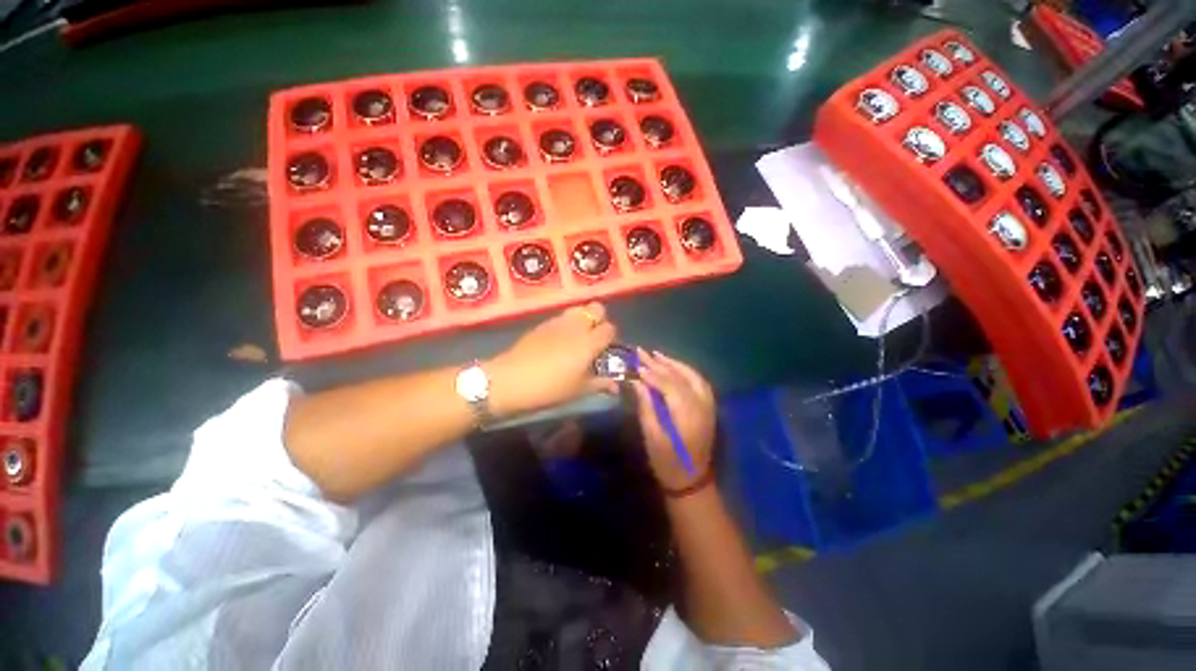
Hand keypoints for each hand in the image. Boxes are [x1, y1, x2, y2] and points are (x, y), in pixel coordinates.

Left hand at [489, 302, 617, 416]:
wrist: (510, 380)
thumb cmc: (549, 389)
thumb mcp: (578, 390)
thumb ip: (600, 384)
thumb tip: (615, 384)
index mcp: (589, 342)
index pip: (610, 329)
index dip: (611, 338)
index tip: (606, 350)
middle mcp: (576, 326)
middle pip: (596, 308)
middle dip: (600, 319)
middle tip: (594, 338)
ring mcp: (558, 322)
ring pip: (578, 309)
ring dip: (583, 319)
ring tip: (577, 337)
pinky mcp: (542, 324)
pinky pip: (562, 316)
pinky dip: (567, 323)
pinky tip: (558, 341)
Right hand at [630, 350, 716, 490]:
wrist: (692, 480)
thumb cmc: (667, 462)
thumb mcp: (652, 436)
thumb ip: (646, 406)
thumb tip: (637, 382)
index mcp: (687, 415)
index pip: (668, 386)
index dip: (652, 374)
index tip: (636, 365)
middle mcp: (701, 406)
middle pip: (679, 378)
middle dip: (659, 364)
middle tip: (641, 352)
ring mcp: (708, 406)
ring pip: (692, 376)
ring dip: (674, 364)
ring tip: (656, 355)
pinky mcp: (708, 407)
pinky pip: (699, 382)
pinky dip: (685, 371)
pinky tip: (674, 367)